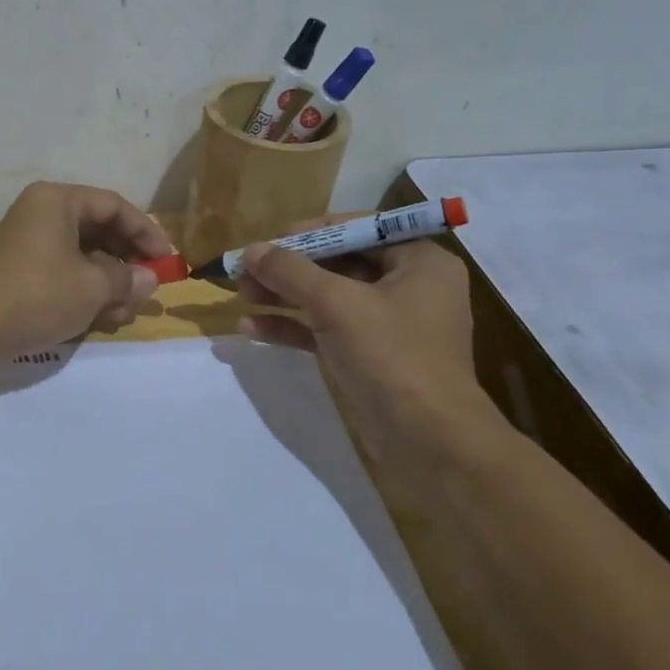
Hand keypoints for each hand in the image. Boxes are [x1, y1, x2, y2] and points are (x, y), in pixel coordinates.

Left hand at [0, 182, 176, 356]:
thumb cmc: (38, 295)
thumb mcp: (92, 287)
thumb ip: (127, 278)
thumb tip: (149, 279)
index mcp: (57, 201)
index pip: (114, 206)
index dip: (146, 233)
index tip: (167, 261)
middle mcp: (41, 214)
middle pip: (99, 231)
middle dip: (126, 264)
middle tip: (147, 291)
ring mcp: (28, 244)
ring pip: (83, 257)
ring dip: (108, 284)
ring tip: (121, 314)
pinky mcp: (20, 272)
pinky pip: (63, 273)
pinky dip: (84, 293)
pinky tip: (99, 320)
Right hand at [236, 223, 502, 461]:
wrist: (428, 440)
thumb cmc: (391, 355)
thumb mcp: (336, 304)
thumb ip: (290, 272)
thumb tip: (250, 250)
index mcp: (419, 261)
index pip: (360, 229)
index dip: (312, 231)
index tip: (272, 240)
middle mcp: (407, 286)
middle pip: (338, 263)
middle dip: (290, 268)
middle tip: (246, 271)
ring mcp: (387, 324)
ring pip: (327, 298)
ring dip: (283, 296)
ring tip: (241, 295)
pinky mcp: (368, 356)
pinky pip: (325, 330)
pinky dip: (292, 327)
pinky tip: (251, 328)